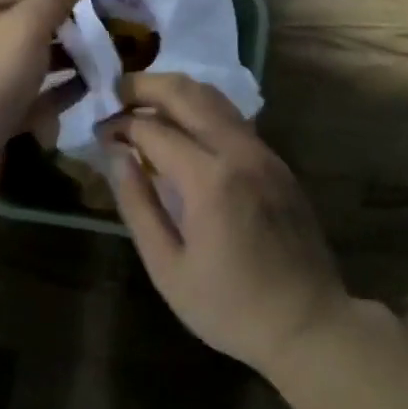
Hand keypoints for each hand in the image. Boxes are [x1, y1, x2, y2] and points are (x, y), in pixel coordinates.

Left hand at [0, 0, 94, 151]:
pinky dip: (56, 93)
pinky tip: (86, 93)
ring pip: (31, 63)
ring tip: (105, 65)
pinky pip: (31, 97)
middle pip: (30, 27)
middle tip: (109, 39)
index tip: (102, 7)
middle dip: (68, 33)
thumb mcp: (30, 22)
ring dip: (65, 63)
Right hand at [102, 73, 349, 375]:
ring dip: (174, 92)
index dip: (119, 125)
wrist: (309, 323)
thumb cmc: (230, 307)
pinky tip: (181, 128)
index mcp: (209, 180)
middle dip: (145, 85)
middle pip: (187, 93)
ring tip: (142, 103)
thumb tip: (115, 155)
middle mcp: (239, 152)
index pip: (153, 129)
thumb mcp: (168, 268)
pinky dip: (200, 109)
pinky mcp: (277, 161)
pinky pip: (232, 118)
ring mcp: (264, 153)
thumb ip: (138, 205)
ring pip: (214, 97)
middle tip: (114, 93)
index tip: (97, 132)